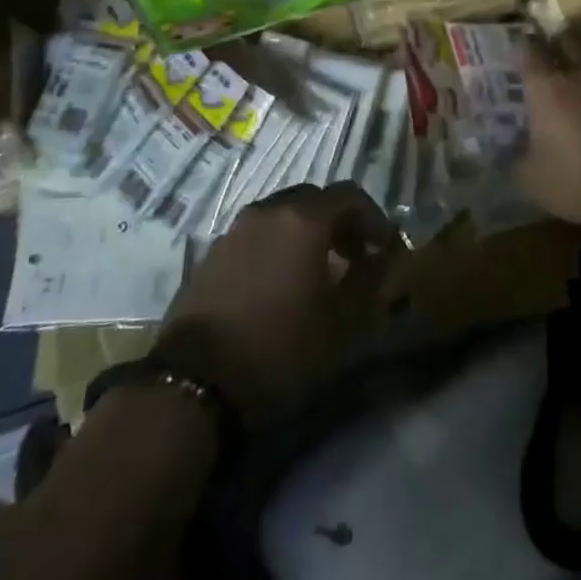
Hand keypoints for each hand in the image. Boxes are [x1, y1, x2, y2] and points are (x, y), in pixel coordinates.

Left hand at [157, 182, 399, 426]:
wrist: (193, 384)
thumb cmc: (279, 350)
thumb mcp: (340, 324)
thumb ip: (369, 281)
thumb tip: (382, 258)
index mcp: (303, 219)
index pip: (350, 195)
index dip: (375, 219)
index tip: (386, 249)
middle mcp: (269, 210)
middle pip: (315, 199)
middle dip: (341, 222)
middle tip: (355, 257)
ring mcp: (236, 229)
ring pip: (283, 215)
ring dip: (308, 233)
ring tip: (318, 273)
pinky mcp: (212, 253)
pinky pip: (258, 235)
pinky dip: (278, 246)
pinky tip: (280, 285)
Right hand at [516, 49, 580, 231]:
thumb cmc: (571, 179)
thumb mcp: (529, 176)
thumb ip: (516, 156)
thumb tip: (510, 149)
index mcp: (546, 86)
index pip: (529, 49)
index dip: (522, 43)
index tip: (516, 43)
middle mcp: (578, 76)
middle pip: (568, 41)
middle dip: (557, 41)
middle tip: (547, 47)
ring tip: (573, 73)